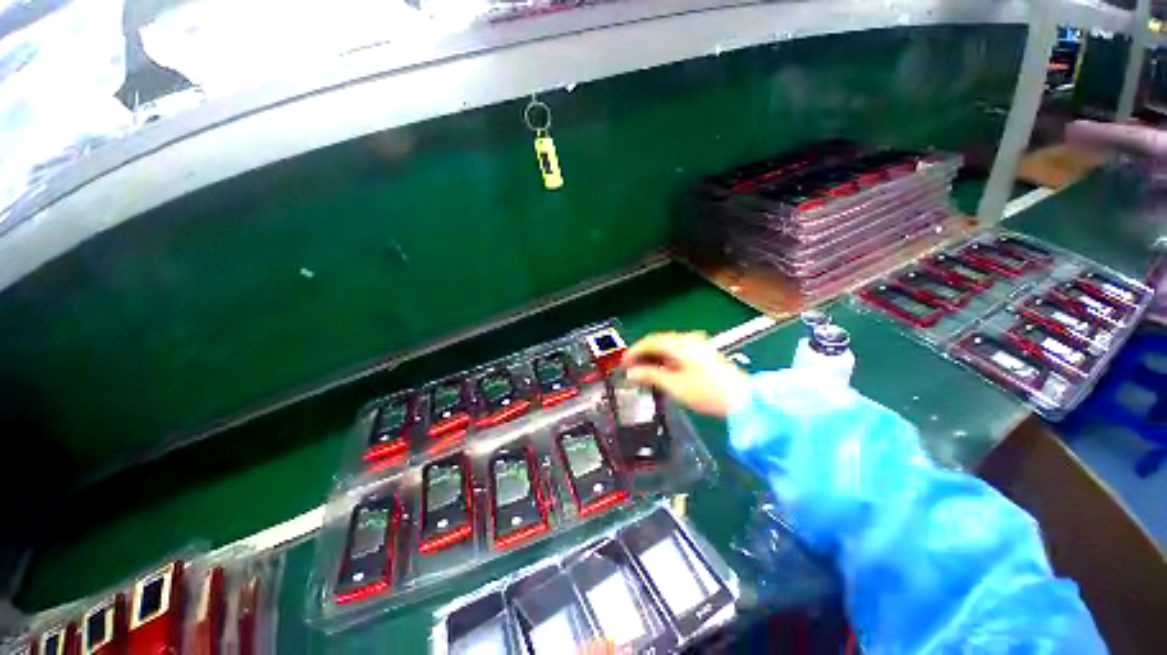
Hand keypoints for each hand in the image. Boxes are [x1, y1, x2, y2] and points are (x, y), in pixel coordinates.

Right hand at [621, 331, 748, 417]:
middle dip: (642, 354)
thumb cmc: (708, 392)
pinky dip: (665, 360)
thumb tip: (632, 372)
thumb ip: (650, 375)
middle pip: (658, 341)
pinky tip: (661, 371)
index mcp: (681, 344)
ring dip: (653, 357)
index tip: (623, 363)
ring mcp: (698, 345)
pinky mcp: (703, 354)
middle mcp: (689, 340)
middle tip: (631, 368)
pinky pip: (677, 352)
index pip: (650, 341)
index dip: (633, 351)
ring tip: (643, 372)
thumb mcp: (674, 385)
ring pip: (667, 346)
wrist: (743, 400)